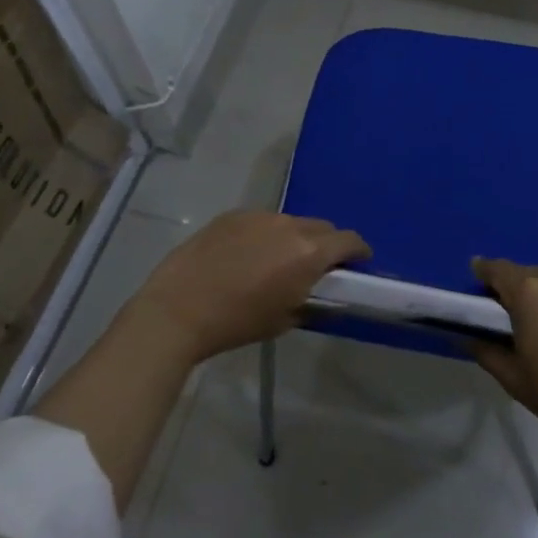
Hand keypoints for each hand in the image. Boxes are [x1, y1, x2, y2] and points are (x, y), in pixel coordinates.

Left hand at [129, 210, 370, 363]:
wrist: (179, 308)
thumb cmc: (237, 322)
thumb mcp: (284, 319)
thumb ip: (308, 298)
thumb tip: (316, 290)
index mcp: (309, 252)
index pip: (349, 240)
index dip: (358, 251)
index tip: (357, 263)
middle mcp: (290, 225)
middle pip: (322, 227)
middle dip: (326, 244)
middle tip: (316, 267)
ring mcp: (259, 216)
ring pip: (290, 222)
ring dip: (293, 238)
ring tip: (275, 262)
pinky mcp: (233, 214)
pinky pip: (261, 222)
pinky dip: (264, 235)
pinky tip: (245, 256)